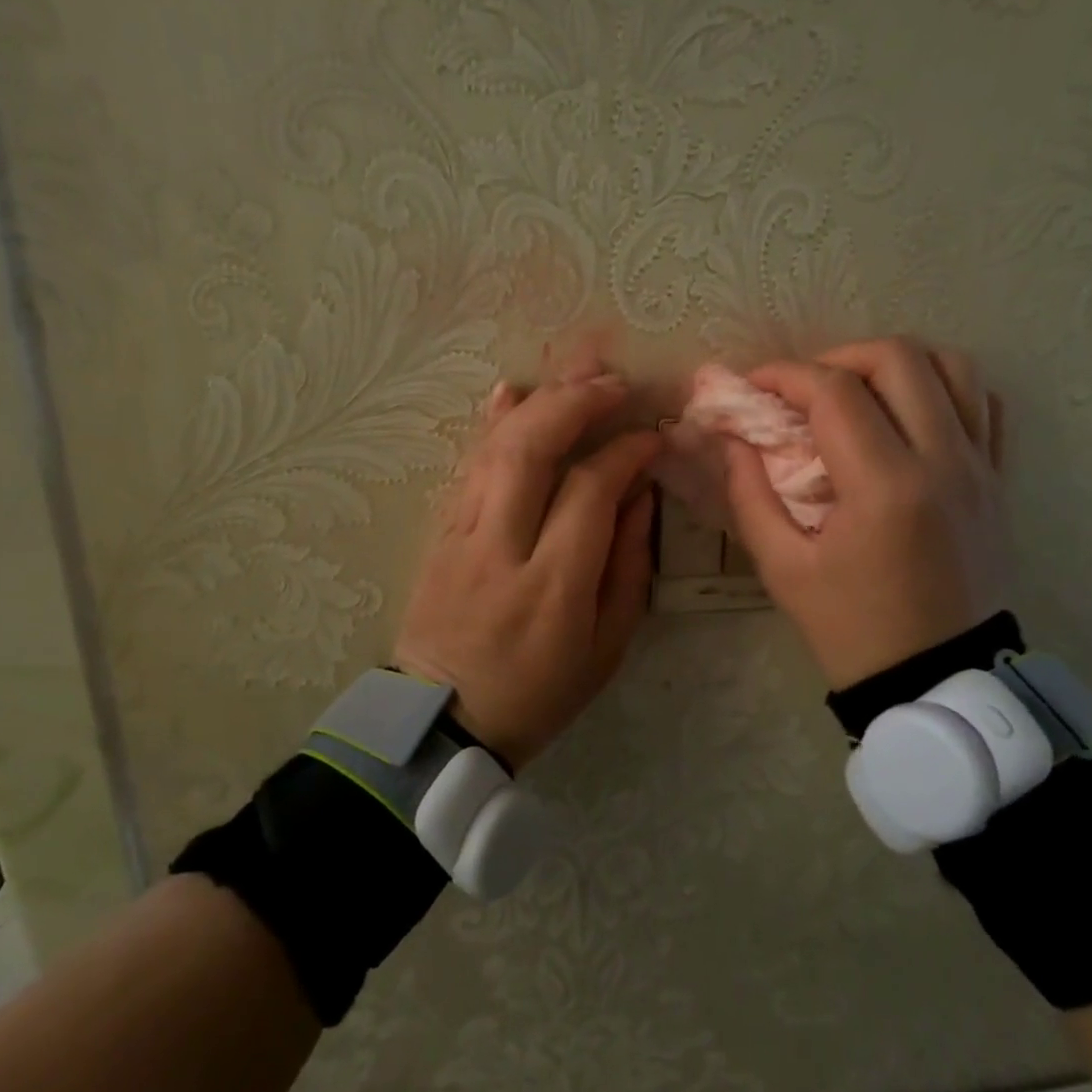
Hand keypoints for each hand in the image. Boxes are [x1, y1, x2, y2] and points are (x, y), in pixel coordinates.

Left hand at [393, 371, 659, 769]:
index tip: (652, 436)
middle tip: (614, 381)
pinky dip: (490, 423)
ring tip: (575, 369)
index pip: (590, 491)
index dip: (625, 452)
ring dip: (537, 400)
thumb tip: (640, 495)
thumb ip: (628, 566)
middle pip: (531, 451)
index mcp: (552, 586)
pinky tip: (511, 390)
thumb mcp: (606, 647)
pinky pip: (466, 465)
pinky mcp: (439, 533)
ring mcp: (460, 536)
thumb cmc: (538, 693)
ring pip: (494, 449)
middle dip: (575, 402)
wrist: (442, 722)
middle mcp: (500, 548)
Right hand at [722, 337, 1007, 689]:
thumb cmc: (852, 628)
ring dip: (894, 365)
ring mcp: (981, 467)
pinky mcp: (999, 480)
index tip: (755, 386)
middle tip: (803, 388)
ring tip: (857, 393)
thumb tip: (733, 439)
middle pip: (898, 358)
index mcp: (885, 487)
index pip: (834, 392)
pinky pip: (984, 404)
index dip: (785, 375)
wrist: (938, 679)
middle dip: (837, 357)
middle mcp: (943, 461)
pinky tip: (908, 414)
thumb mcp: (782, 567)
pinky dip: (943, 389)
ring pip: (952, 367)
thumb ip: (749, 493)